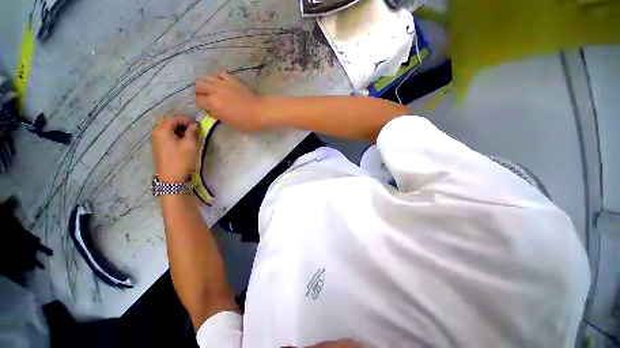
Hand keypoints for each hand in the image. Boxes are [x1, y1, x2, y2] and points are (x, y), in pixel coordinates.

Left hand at [152, 116, 199, 182]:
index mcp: (162, 131)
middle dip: (181, 124)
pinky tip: (183, 142)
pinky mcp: (158, 149)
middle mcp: (156, 134)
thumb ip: (192, 132)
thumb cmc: (181, 160)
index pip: (174, 119)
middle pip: (168, 123)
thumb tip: (195, 125)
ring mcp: (156, 142)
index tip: (197, 124)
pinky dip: (174, 136)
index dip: (186, 120)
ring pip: (167, 130)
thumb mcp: (190, 145)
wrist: (172, 178)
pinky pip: (166, 137)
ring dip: (178, 130)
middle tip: (193, 129)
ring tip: (190, 136)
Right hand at [195, 72, 264, 131]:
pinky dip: (219, 77)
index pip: (198, 100)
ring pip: (207, 77)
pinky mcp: (233, 79)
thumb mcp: (229, 123)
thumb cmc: (246, 122)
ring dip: (208, 83)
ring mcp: (223, 83)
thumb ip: (218, 116)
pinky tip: (223, 83)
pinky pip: (220, 73)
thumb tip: (213, 111)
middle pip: (199, 85)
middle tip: (209, 98)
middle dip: (201, 92)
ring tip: (215, 90)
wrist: (260, 111)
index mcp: (213, 104)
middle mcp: (215, 91)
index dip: (202, 104)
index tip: (208, 108)